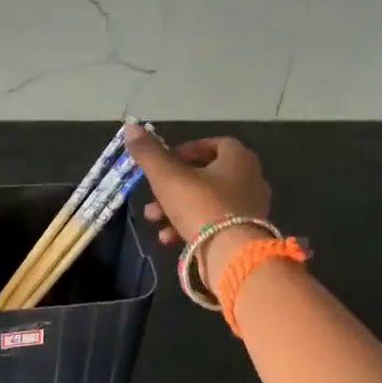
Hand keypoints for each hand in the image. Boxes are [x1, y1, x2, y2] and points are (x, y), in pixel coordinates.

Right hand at [124, 124, 271, 288]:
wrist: (232, 255)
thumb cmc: (201, 206)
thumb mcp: (167, 177)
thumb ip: (149, 153)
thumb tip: (131, 127)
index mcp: (238, 159)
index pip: (214, 144)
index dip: (187, 150)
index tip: (165, 162)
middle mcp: (250, 179)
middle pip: (206, 176)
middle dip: (173, 186)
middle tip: (152, 196)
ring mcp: (249, 209)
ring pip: (206, 202)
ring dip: (176, 208)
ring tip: (154, 220)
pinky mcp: (244, 234)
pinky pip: (214, 224)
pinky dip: (190, 228)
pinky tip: (169, 239)